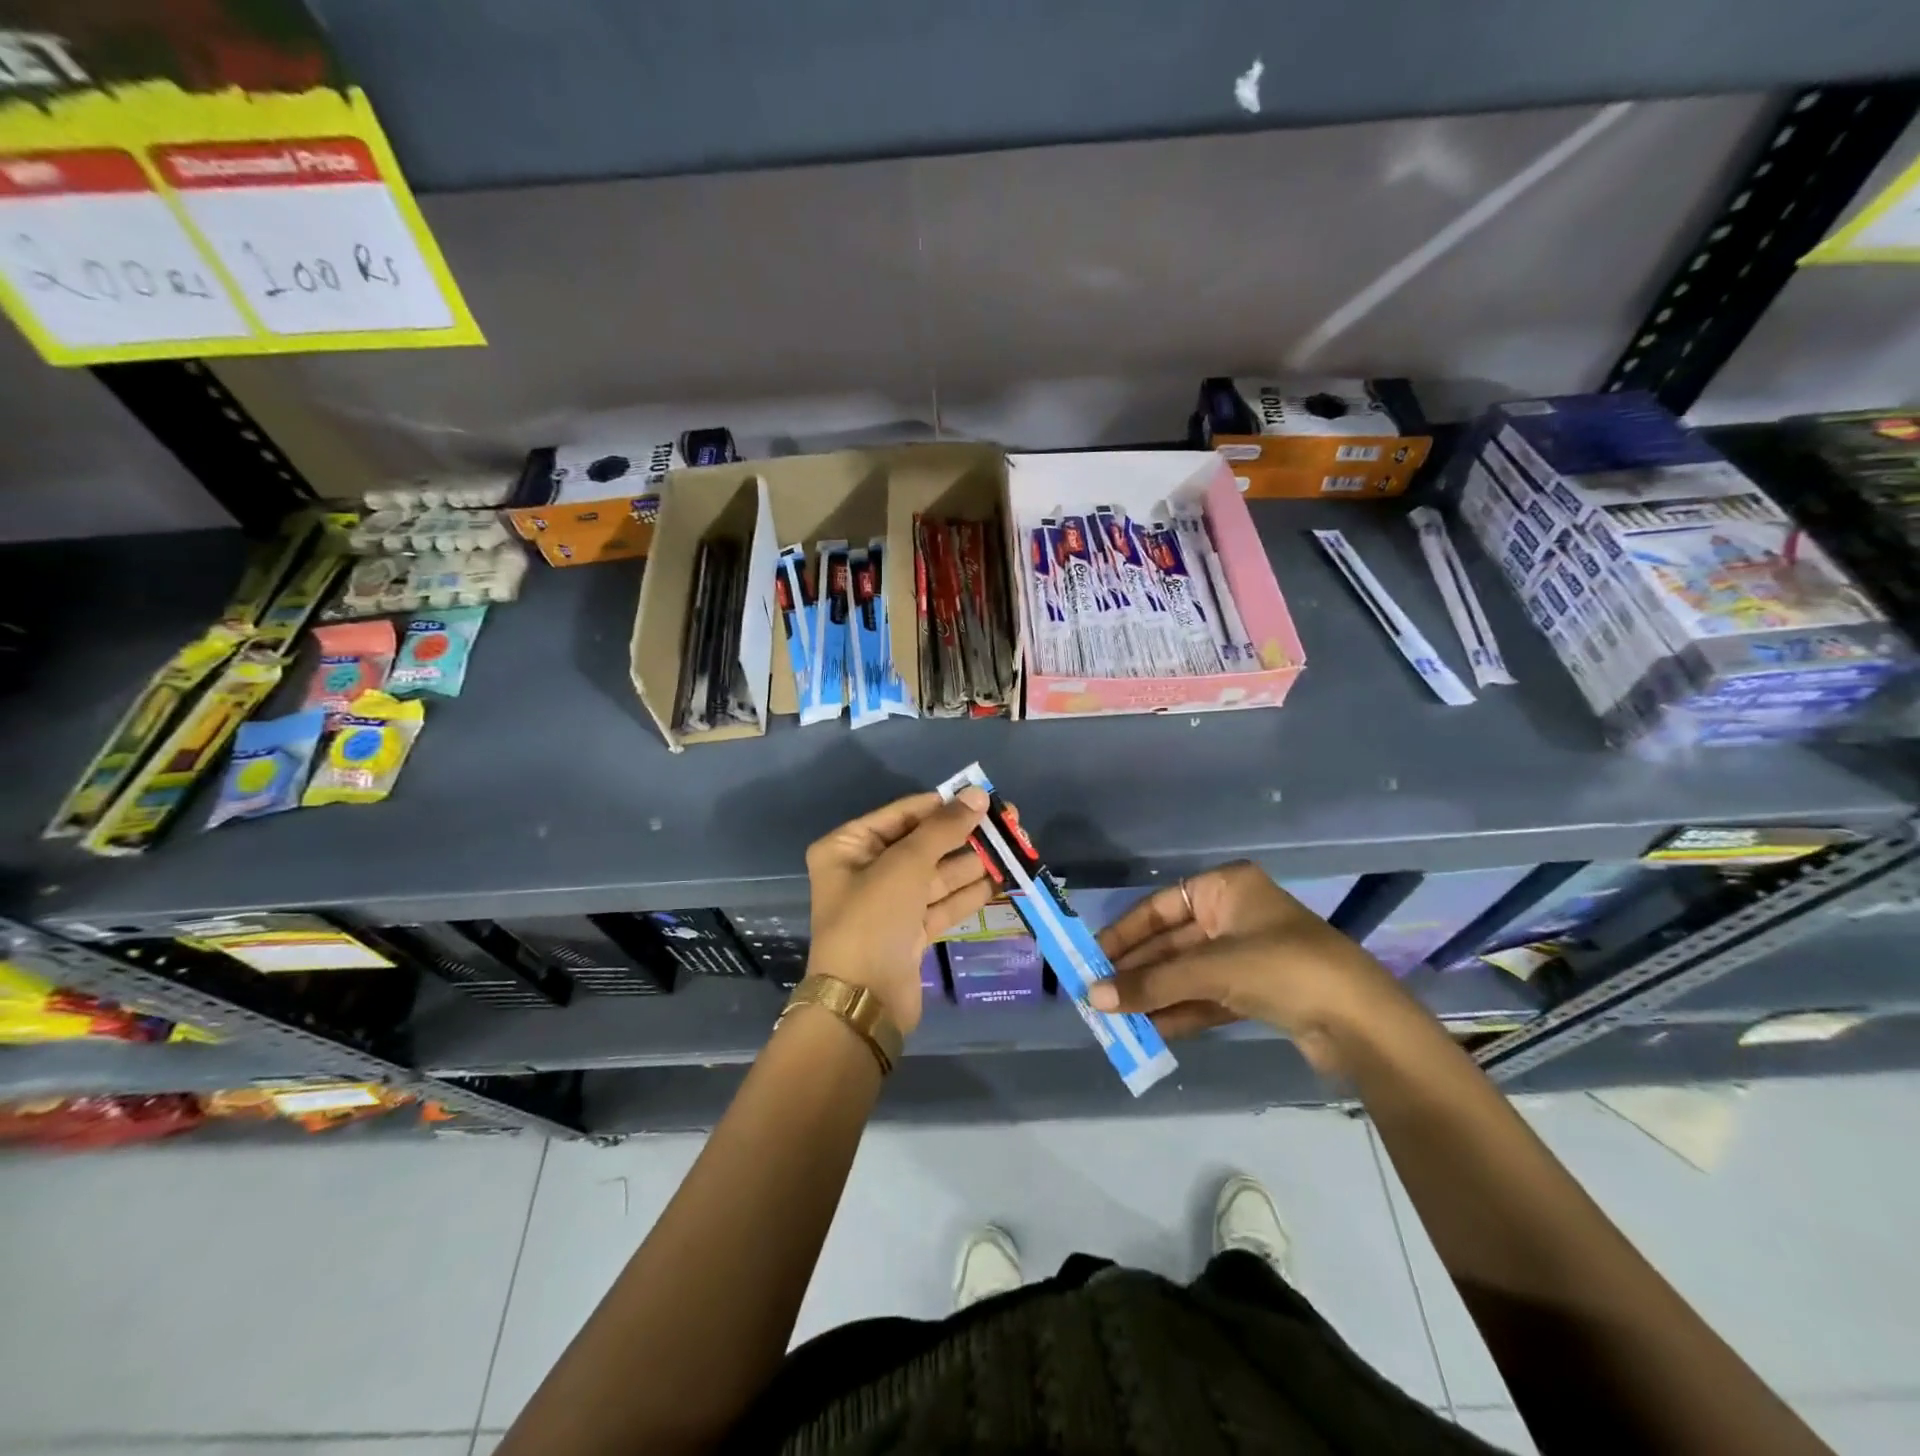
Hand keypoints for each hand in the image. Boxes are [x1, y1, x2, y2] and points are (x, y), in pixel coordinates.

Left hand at [804, 788, 991, 1033]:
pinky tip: (1002, 880)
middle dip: (964, 835)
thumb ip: (943, 828)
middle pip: (923, 844)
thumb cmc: (874, 919)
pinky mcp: (910, 932)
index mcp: (848, 846)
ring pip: (936, 875)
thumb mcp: (906, 864)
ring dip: (973, 863)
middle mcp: (865, 871)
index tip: (983, 797)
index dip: (943, 804)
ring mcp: (888, 904)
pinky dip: (968, 893)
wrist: (863, 1003)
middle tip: (1008, 823)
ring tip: (1014, 848)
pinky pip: (942, 903)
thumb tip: (976, 794)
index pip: (903, 814)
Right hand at [1088, 861, 1413, 1073]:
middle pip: (1172, 942)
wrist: (1363, 1023)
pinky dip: (1180, 1011)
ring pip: (1188, 972)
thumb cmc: (1282, 969)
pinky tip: (1149, 1030)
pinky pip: (1207, 996)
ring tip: (1115, 1017)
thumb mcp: (1211, 971)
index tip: (1092, 956)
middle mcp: (1235, 915)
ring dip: (1155, 994)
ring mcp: (1248, 955)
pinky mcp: (1259, 992)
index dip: (1124, 933)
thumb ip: (1151, 983)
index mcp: (1226, 888)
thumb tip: (1093, 997)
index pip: (1160, 907)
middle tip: (1098, 993)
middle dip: (1138, 970)